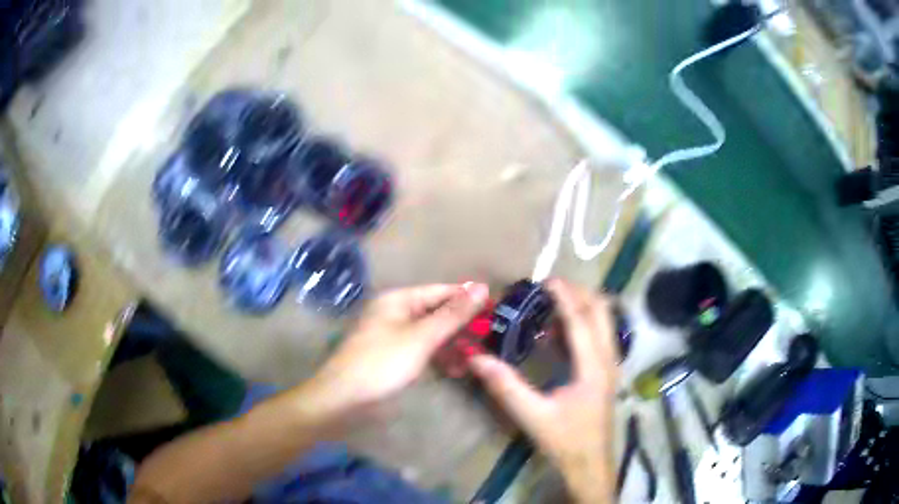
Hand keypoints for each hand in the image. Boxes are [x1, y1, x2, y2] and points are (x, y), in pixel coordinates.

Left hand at [298, 282, 488, 422]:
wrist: (345, 399)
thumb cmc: (383, 363)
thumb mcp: (421, 337)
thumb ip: (453, 314)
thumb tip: (481, 287)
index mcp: (399, 300)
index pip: (441, 292)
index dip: (468, 298)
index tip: (496, 308)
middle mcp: (396, 313)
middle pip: (437, 313)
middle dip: (462, 326)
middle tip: (490, 338)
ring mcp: (395, 337)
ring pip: (432, 334)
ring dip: (453, 344)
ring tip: (477, 357)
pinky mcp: (395, 358)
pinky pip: (423, 351)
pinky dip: (440, 357)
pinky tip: (457, 369)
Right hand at [469, 279, 618, 502]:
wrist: (590, 464)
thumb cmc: (565, 441)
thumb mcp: (532, 416)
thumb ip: (506, 387)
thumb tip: (476, 359)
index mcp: (593, 368)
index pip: (581, 321)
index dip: (564, 297)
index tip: (546, 280)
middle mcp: (608, 360)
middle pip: (601, 313)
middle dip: (579, 294)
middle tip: (550, 288)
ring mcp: (611, 366)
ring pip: (604, 323)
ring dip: (582, 307)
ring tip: (553, 303)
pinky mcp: (606, 373)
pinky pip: (599, 336)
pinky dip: (583, 324)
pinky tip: (559, 333)